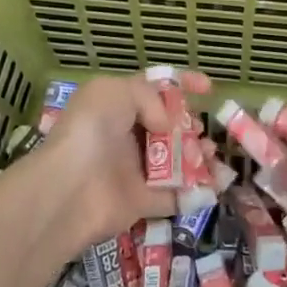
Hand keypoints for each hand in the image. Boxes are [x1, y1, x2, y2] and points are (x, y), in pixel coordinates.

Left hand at [34, 69, 212, 245]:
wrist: (71, 187)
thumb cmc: (92, 130)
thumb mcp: (116, 91)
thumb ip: (149, 97)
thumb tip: (166, 125)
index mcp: (118, 105)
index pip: (154, 88)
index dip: (181, 84)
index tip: (207, 88)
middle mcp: (127, 135)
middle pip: (168, 127)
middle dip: (191, 125)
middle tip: (202, 129)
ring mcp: (135, 170)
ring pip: (176, 161)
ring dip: (199, 156)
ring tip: (212, 154)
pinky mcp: (142, 202)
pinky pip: (176, 196)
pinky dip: (197, 192)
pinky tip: (216, 184)